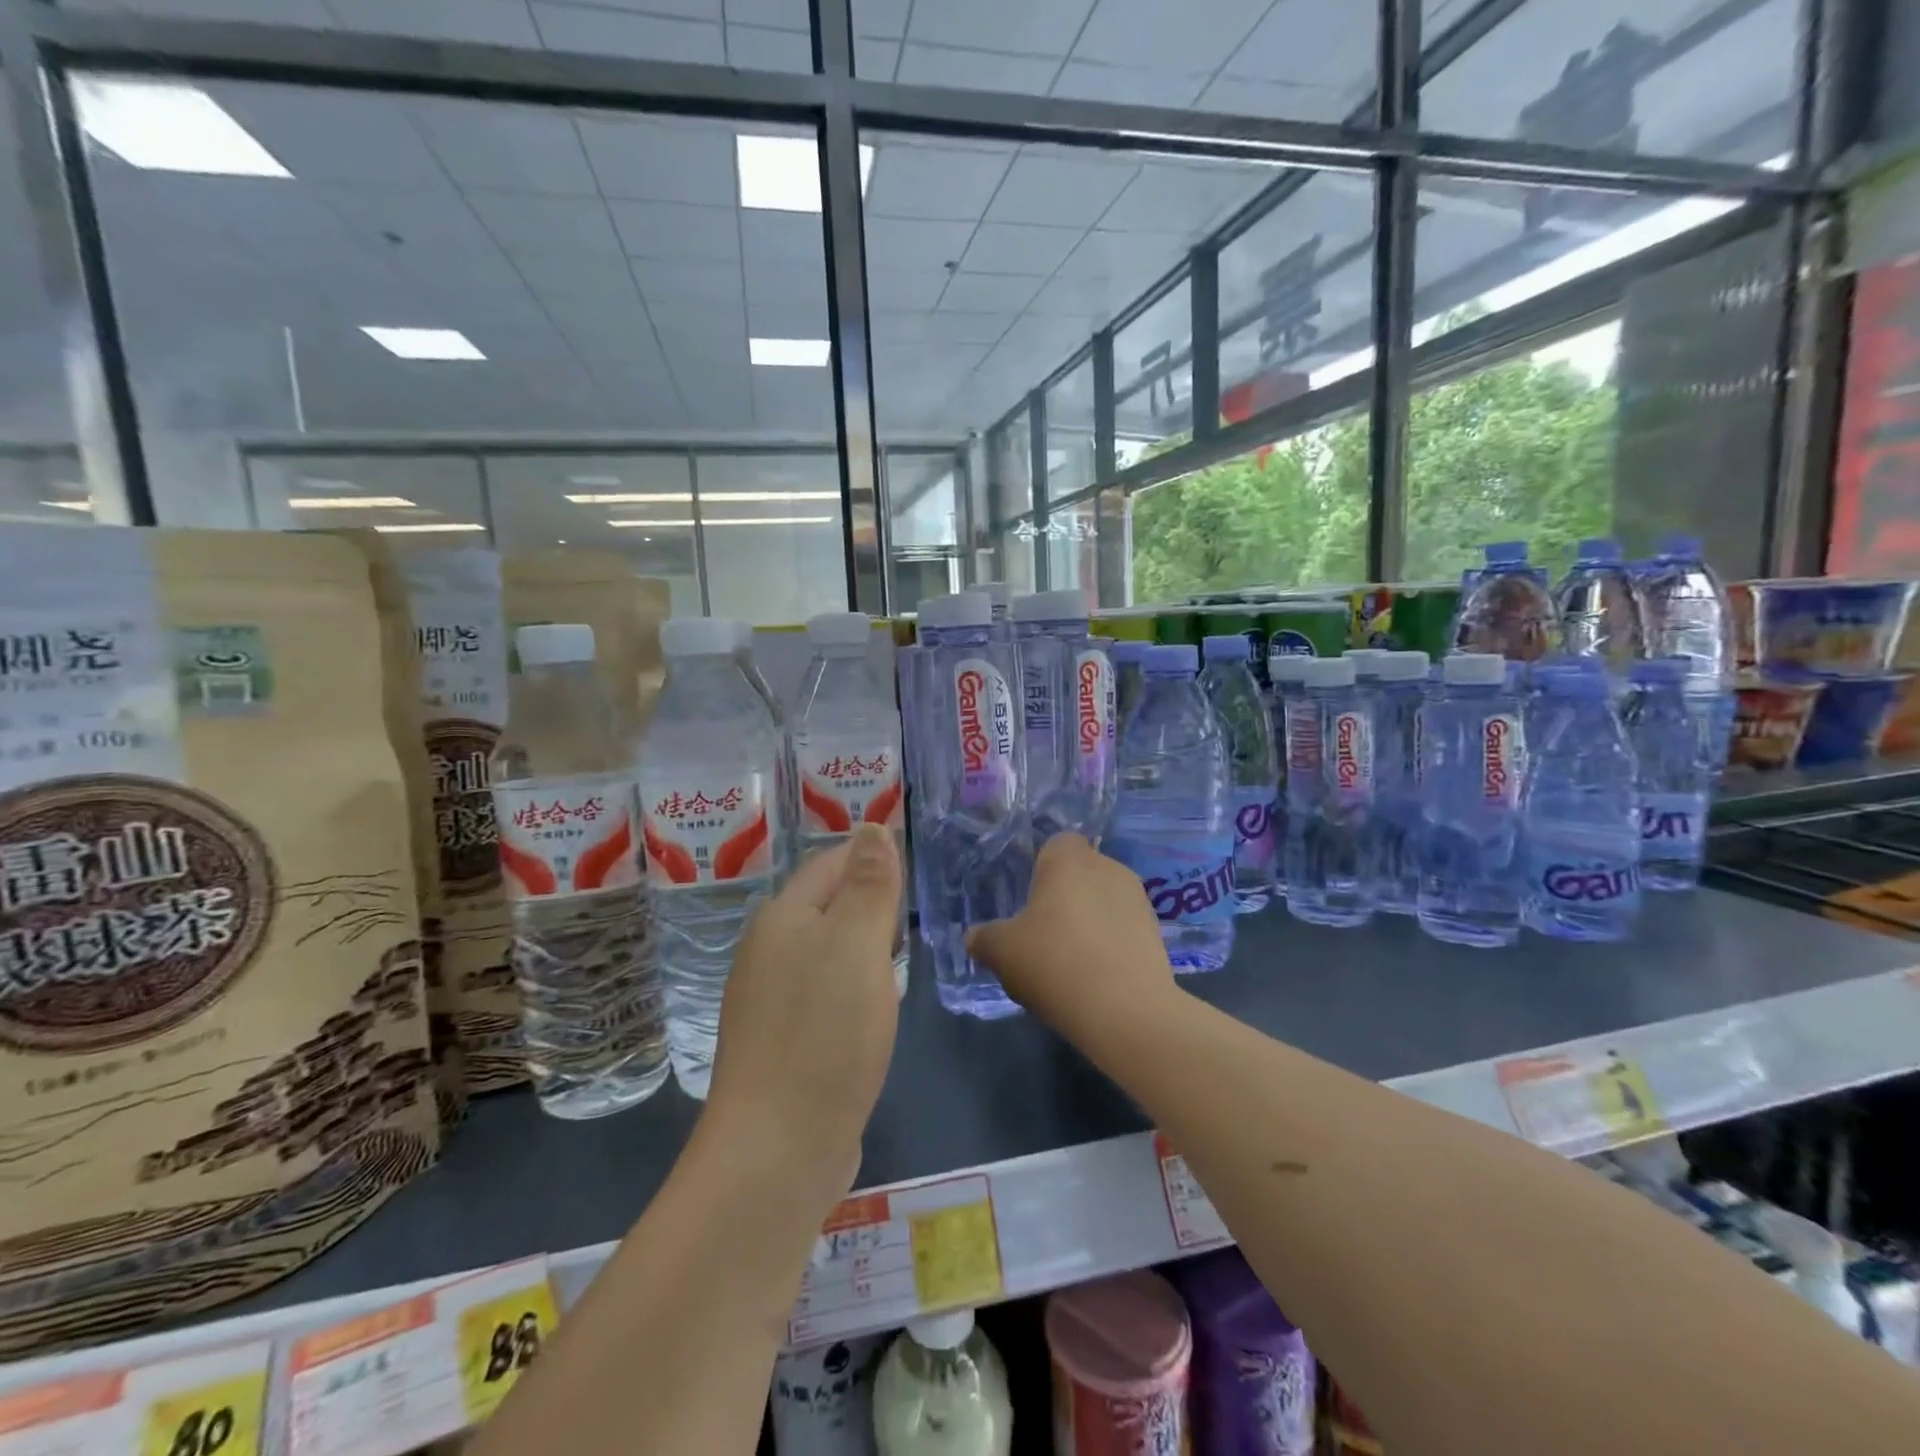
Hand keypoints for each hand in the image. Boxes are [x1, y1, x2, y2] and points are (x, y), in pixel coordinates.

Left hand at [704, 823, 901, 1202]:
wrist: (777, 1151)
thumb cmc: (825, 1033)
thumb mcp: (857, 945)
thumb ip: (868, 884)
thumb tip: (870, 825)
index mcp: (782, 919)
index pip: (830, 863)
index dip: (871, 856)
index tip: (914, 864)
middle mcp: (767, 953)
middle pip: (825, 907)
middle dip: (868, 901)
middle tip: (914, 910)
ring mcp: (769, 1002)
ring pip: (825, 953)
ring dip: (862, 947)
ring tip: (900, 954)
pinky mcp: (782, 1045)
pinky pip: (822, 996)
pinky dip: (852, 989)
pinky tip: (872, 1010)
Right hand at [966, 833, 1175, 1042]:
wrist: (1125, 1010)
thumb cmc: (1054, 962)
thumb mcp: (1002, 952)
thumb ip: (984, 938)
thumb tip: (974, 937)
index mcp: (1069, 858)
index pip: (1056, 844)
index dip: (1041, 868)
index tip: (1028, 902)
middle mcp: (1108, 867)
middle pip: (1081, 873)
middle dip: (1065, 897)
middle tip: (1043, 933)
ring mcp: (1138, 899)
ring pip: (1104, 900)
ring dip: (1089, 920)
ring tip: (1071, 960)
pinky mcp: (1157, 932)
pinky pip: (1123, 928)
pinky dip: (1110, 943)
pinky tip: (1096, 975)